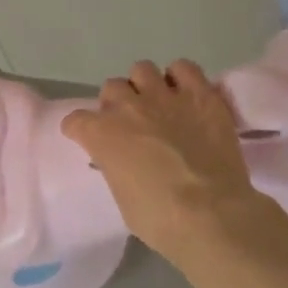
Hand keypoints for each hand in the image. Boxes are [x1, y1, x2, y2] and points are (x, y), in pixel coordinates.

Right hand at [61, 59, 267, 265]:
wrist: (211, 215)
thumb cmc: (160, 219)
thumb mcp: (122, 197)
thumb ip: (117, 168)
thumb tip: (124, 163)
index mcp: (101, 134)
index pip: (76, 121)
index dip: (80, 130)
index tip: (87, 139)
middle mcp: (128, 107)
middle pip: (111, 87)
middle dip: (117, 103)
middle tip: (131, 123)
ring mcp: (164, 97)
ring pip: (142, 69)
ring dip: (146, 85)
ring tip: (158, 103)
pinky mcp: (200, 96)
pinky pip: (185, 68)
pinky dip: (182, 77)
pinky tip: (186, 95)